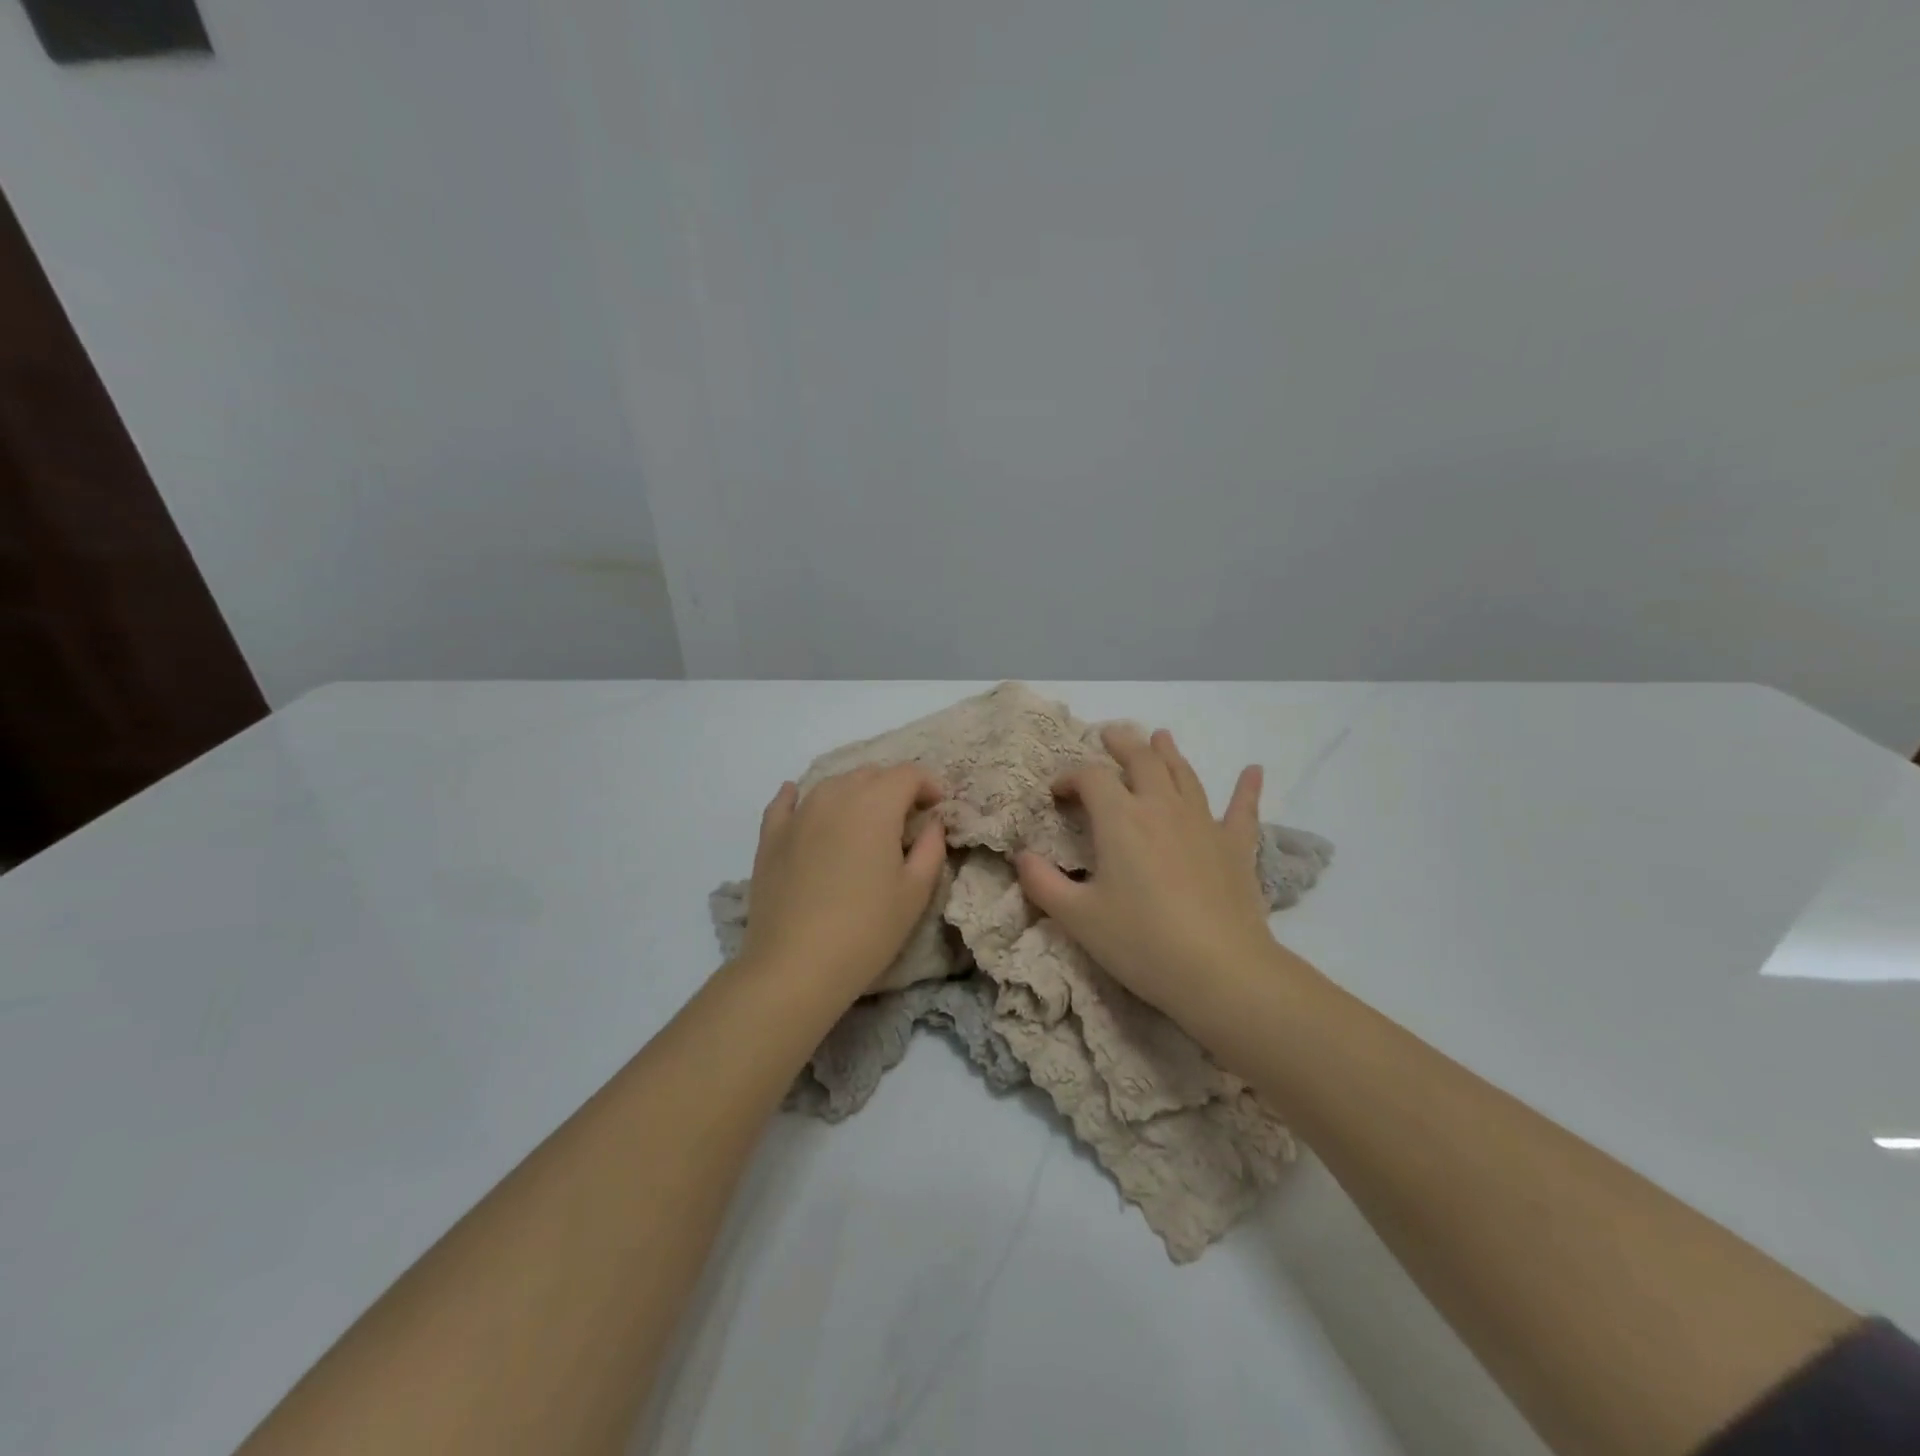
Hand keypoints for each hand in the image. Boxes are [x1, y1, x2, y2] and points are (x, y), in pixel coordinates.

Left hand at [740, 764, 947, 999]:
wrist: (795, 966)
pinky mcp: (770, 836)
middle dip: (893, 788)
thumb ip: (930, 847)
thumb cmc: (866, 930)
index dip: (928, 784)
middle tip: (906, 818)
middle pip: (870, 774)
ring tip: (865, 821)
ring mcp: (798, 814)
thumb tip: (931, 822)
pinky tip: (802, 801)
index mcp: (875, 805)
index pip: (907, 774)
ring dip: (855, 793)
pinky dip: (800, 797)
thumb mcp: (915, 892)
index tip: (937, 806)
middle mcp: (835, 797)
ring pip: (832, 784)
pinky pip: (786, 802)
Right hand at [1014, 727, 1281, 1026]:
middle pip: (1141, 760)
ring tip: (1160, 737)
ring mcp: (1203, 822)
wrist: (1220, 971)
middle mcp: (1161, 807)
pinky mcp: (1235, 846)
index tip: (1057, 793)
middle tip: (1109, 735)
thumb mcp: (1078, 918)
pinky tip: (1254, 771)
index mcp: (1120, 819)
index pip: (1091, 778)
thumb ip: (1042, 883)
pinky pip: (1242, 809)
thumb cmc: (1141, 942)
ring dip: (1169, 752)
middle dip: (1121, 744)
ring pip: (1184, 774)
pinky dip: (1247, 788)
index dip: (1069, 777)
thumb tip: (1021, 857)